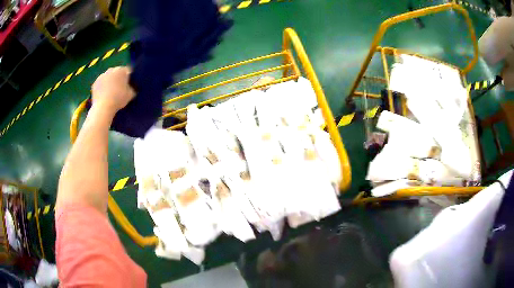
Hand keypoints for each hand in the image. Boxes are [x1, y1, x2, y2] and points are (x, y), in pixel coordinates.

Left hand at [91, 66, 135, 113]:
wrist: (103, 107)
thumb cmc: (118, 99)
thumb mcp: (131, 94)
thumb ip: (132, 88)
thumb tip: (131, 87)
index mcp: (122, 70)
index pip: (128, 71)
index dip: (129, 78)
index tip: (129, 85)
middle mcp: (111, 69)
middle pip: (117, 72)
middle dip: (118, 78)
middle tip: (119, 89)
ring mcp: (102, 75)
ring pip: (108, 77)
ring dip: (110, 82)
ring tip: (110, 93)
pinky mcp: (95, 83)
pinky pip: (101, 83)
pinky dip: (102, 87)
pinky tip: (104, 95)